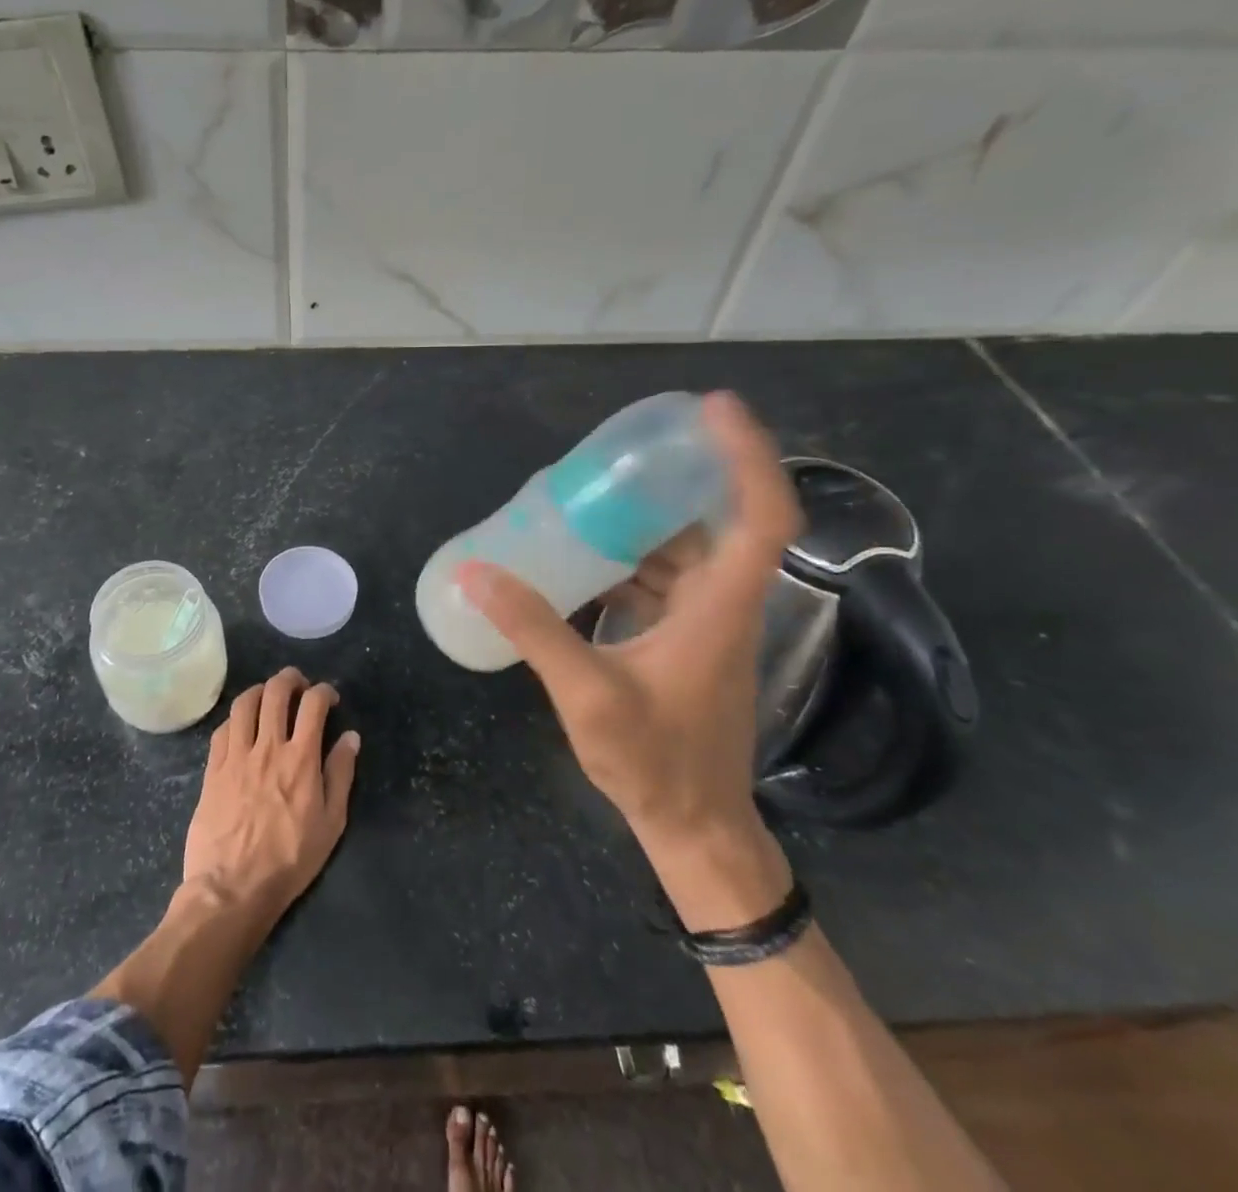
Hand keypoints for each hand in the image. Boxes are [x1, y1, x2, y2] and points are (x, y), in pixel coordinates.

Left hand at [181, 667, 359, 923]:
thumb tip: (350, 737)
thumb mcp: (331, 824)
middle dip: (290, 678)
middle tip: (298, 685)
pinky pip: (222, 729)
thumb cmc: (290, 860)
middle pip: (276, 692)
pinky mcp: (213, 769)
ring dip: (260, 691)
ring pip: (244, 703)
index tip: (329, 698)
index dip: (324, 691)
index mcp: (301, 758)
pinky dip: (235, 718)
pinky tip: (241, 726)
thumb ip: (341, 775)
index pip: (313, 704)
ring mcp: (236, 756)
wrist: (232, 888)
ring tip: (268, 696)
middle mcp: (268, 746)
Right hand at [457, 394, 800, 920]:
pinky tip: (583, 559)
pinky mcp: (684, 642)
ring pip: (684, 553)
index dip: (746, 456)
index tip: (712, 410)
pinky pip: (662, 581)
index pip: (760, 517)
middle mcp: (722, 606)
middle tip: (619, 453)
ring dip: (645, 522)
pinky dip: (629, 560)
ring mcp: (705, 625)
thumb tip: (477, 571)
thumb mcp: (588, 694)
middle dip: (673, 480)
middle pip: (715, 522)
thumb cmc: (656, 763)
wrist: (694, 828)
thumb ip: (533, 629)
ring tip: (590, 497)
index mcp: (720, 608)